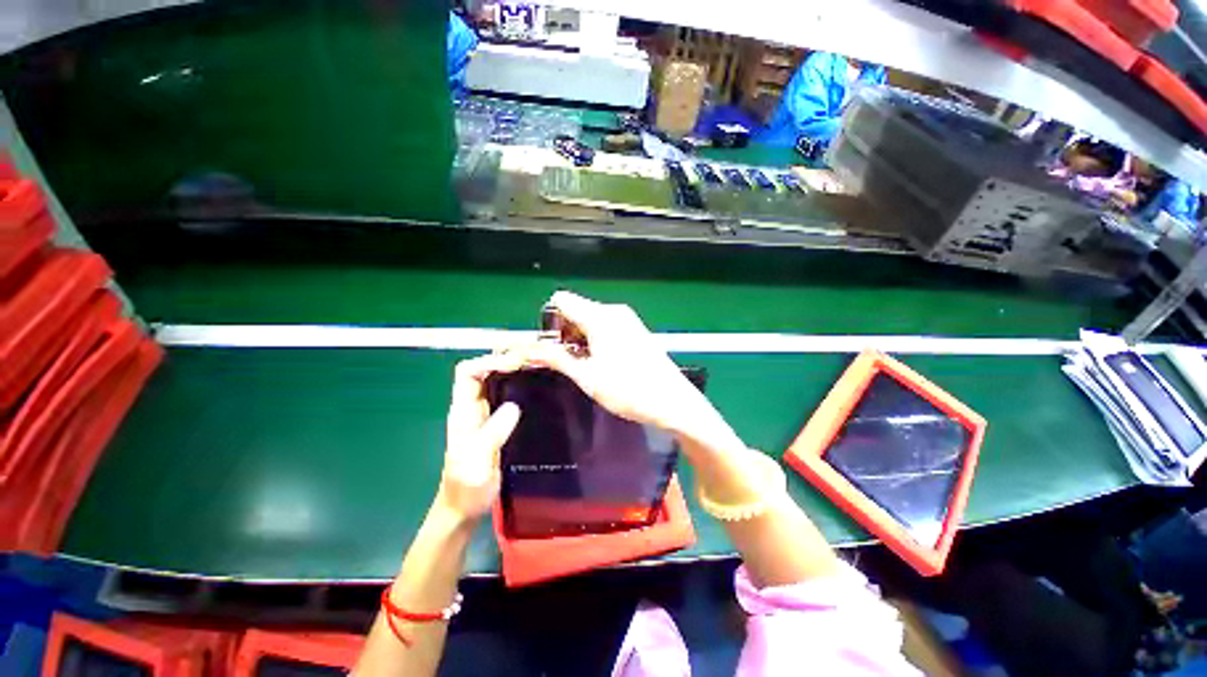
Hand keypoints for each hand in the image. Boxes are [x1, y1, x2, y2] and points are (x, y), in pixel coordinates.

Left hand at [436, 353, 522, 521]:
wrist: (463, 509)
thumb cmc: (467, 488)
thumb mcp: (477, 462)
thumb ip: (492, 433)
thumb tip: (514, 405)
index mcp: (462, 412)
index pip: (467, 372)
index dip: (488, 361)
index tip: (516, 364)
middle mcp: (471, 408)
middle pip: (482, 372)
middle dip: (504, 361)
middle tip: (533, 361)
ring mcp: (483, 416)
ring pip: (494, 382)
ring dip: (513, 372)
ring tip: (538, 369)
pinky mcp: (495, 424)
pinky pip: (506, 397)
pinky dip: (519, 387)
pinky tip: (535, 389)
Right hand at [518, 291, 721, 438]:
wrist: (672, 400)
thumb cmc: (628, 390)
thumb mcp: (587, 377)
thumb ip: (558, 359)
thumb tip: (532, 350)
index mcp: (599, 317)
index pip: (562, 301)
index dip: (551, 321)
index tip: (553, 347)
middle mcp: (613, 311)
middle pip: (577, 310)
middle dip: (565, 332)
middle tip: (567, 362)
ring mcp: (627, 319)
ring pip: (591, 320)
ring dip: (581, 338)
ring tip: (585, 366)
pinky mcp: (635, 329)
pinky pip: (606, 326)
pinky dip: (596, 340)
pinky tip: (602, 363)